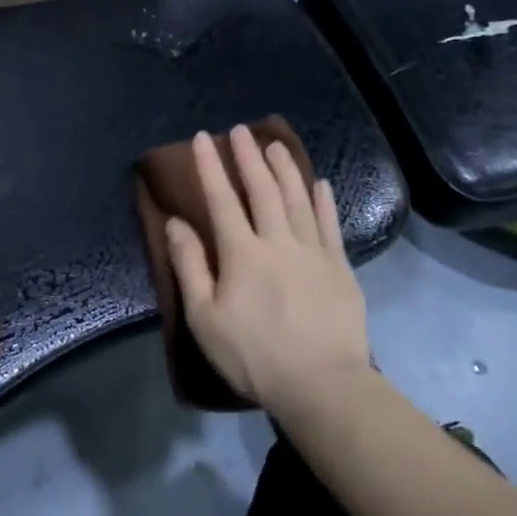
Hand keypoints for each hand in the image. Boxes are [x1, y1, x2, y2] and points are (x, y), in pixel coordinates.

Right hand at [164, 126, 374, 417]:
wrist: (321, 385)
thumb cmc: (254, 355)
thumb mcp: (204, 317)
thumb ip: (190, 266)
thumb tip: (176, 223)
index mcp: (242, 253)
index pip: (222, 200)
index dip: (210, 166)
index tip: (202, 138)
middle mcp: (278, 242)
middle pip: (262, 190)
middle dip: (249, 157)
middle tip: (240, 130)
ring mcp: (314, 252)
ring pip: (298, 199)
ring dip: (285, 168)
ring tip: (276, 144)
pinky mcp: (340, 268)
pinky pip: (330, 224)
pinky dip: (323, 201)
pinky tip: (320, 183)